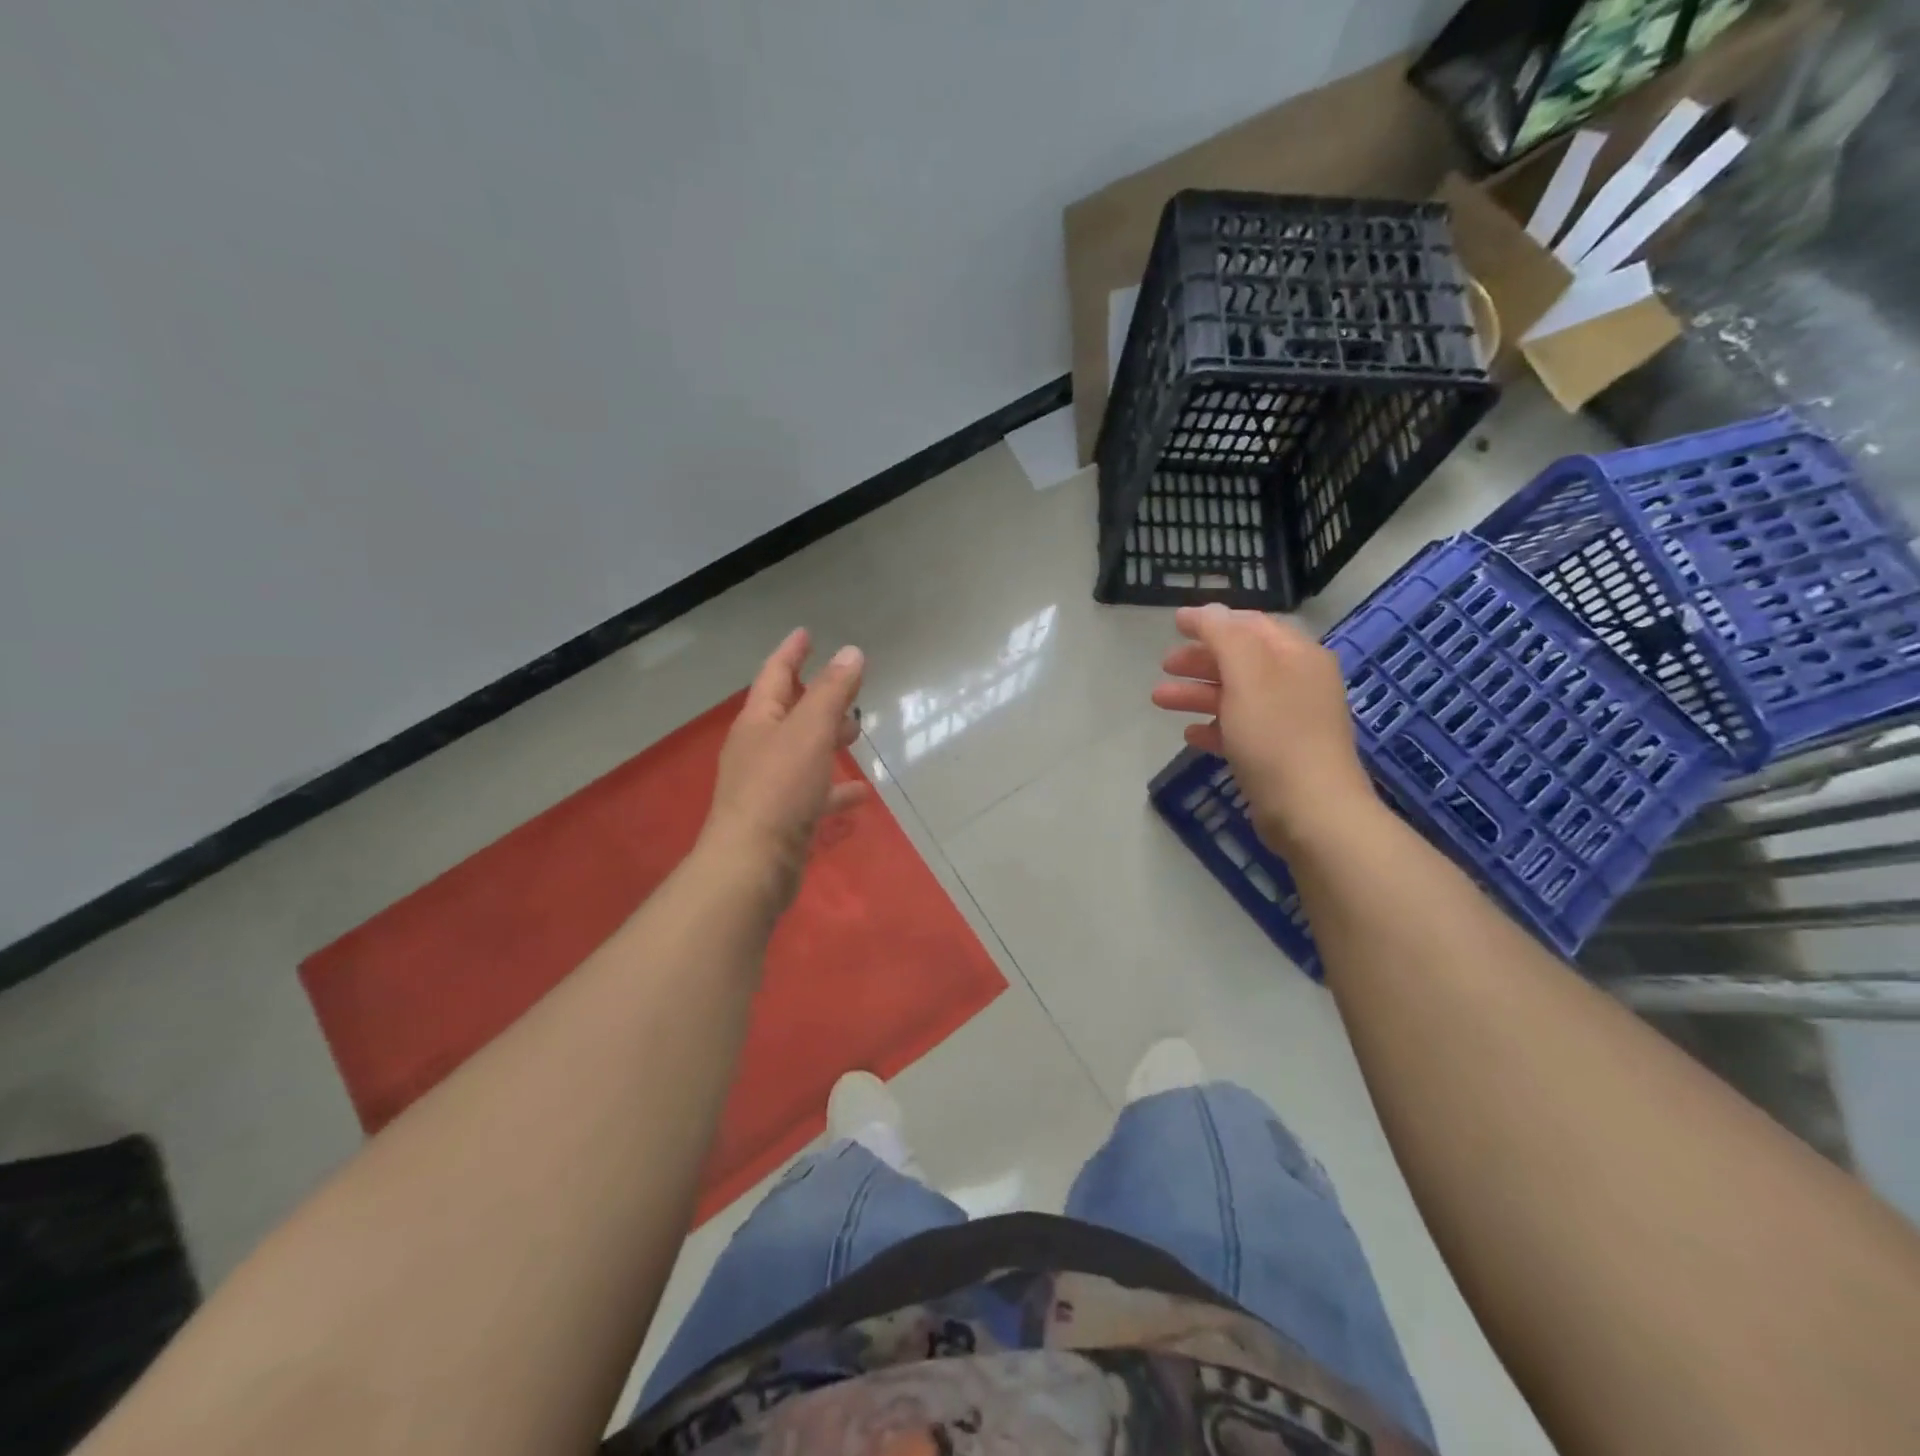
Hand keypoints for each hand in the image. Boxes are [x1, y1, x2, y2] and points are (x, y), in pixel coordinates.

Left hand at [701, 629, 866, 908]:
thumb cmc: (779, 789)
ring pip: (803, 753)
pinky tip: (859, 793)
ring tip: (856, 736)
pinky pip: (813, 794)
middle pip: (790, 714)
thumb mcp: (810, 732)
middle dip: (817, 698)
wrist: (752, 865)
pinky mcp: (782, 819)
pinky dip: (834, 789)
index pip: (775, 674)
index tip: (807, 634)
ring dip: (827, 741)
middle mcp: (758, 749)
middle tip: (848, 689)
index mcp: (758, 722)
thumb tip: (851, 652)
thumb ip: (833, 692)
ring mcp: (768, 786)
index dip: (792, 652)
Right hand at [1151, 604, 1373, 852]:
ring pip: (1236, 696)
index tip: (1175, 623)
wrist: (1312, 811)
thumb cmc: (1277, 736)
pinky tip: (1190, 734)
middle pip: (1242, 660)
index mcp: (1297, 656)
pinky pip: (1240, 730)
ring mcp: (1290, 721)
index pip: (1251, 625)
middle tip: (1164, 665)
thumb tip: (1209, 611)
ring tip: (1159, 699)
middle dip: (1201, 660)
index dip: (1213, 621)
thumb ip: (1225, 637)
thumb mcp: (1248, 676)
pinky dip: (1213, 726)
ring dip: (1198, 694)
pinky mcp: (1279, 755)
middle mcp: (1297, 683)